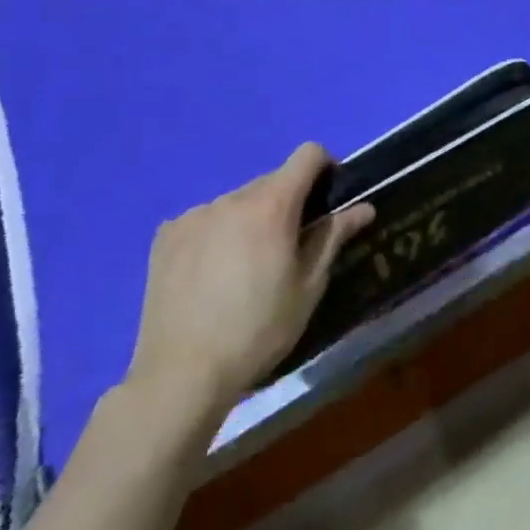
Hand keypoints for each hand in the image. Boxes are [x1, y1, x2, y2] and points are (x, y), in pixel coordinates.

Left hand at [127, 143, 374, 420]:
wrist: (181, 374)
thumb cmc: (259, 330)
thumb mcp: (309, 286)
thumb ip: (334, 236)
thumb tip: (363, 207)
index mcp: (271, 205)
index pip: (307, 155)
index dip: (326, 167)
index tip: (329, 197)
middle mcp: (231, 198)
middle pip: (272, 181)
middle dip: (288, 202)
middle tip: (291, 246)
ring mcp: (194, 216)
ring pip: (237, 202)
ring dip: (251, 219)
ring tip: (247, 266)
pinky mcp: (165, 236)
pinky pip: (204, 220)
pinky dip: (217, 234)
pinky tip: (212, 274)